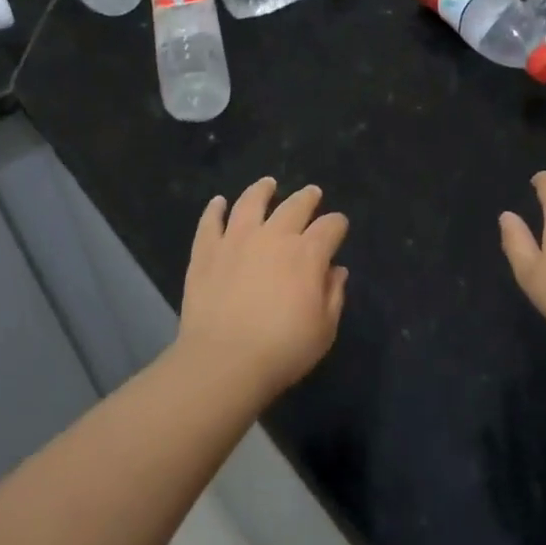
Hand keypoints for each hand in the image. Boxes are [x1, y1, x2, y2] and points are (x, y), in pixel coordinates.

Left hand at [178, 178, 348, 396]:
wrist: (224, 360)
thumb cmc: (282, 349)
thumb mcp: (324, 330)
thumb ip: (334, 295)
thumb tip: (337, 271)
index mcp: (307, 254)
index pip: (330, 227)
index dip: (337, 224)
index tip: (339, 226)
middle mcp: (274, 236)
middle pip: (295, 206)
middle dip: (307, 198)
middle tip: (312, 193)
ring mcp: (236, 239)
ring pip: (251, 202)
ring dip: (262, 190)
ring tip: (268, 184)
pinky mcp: (207, 251)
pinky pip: (210, 222)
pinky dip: (214, 209)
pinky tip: (218, 202)